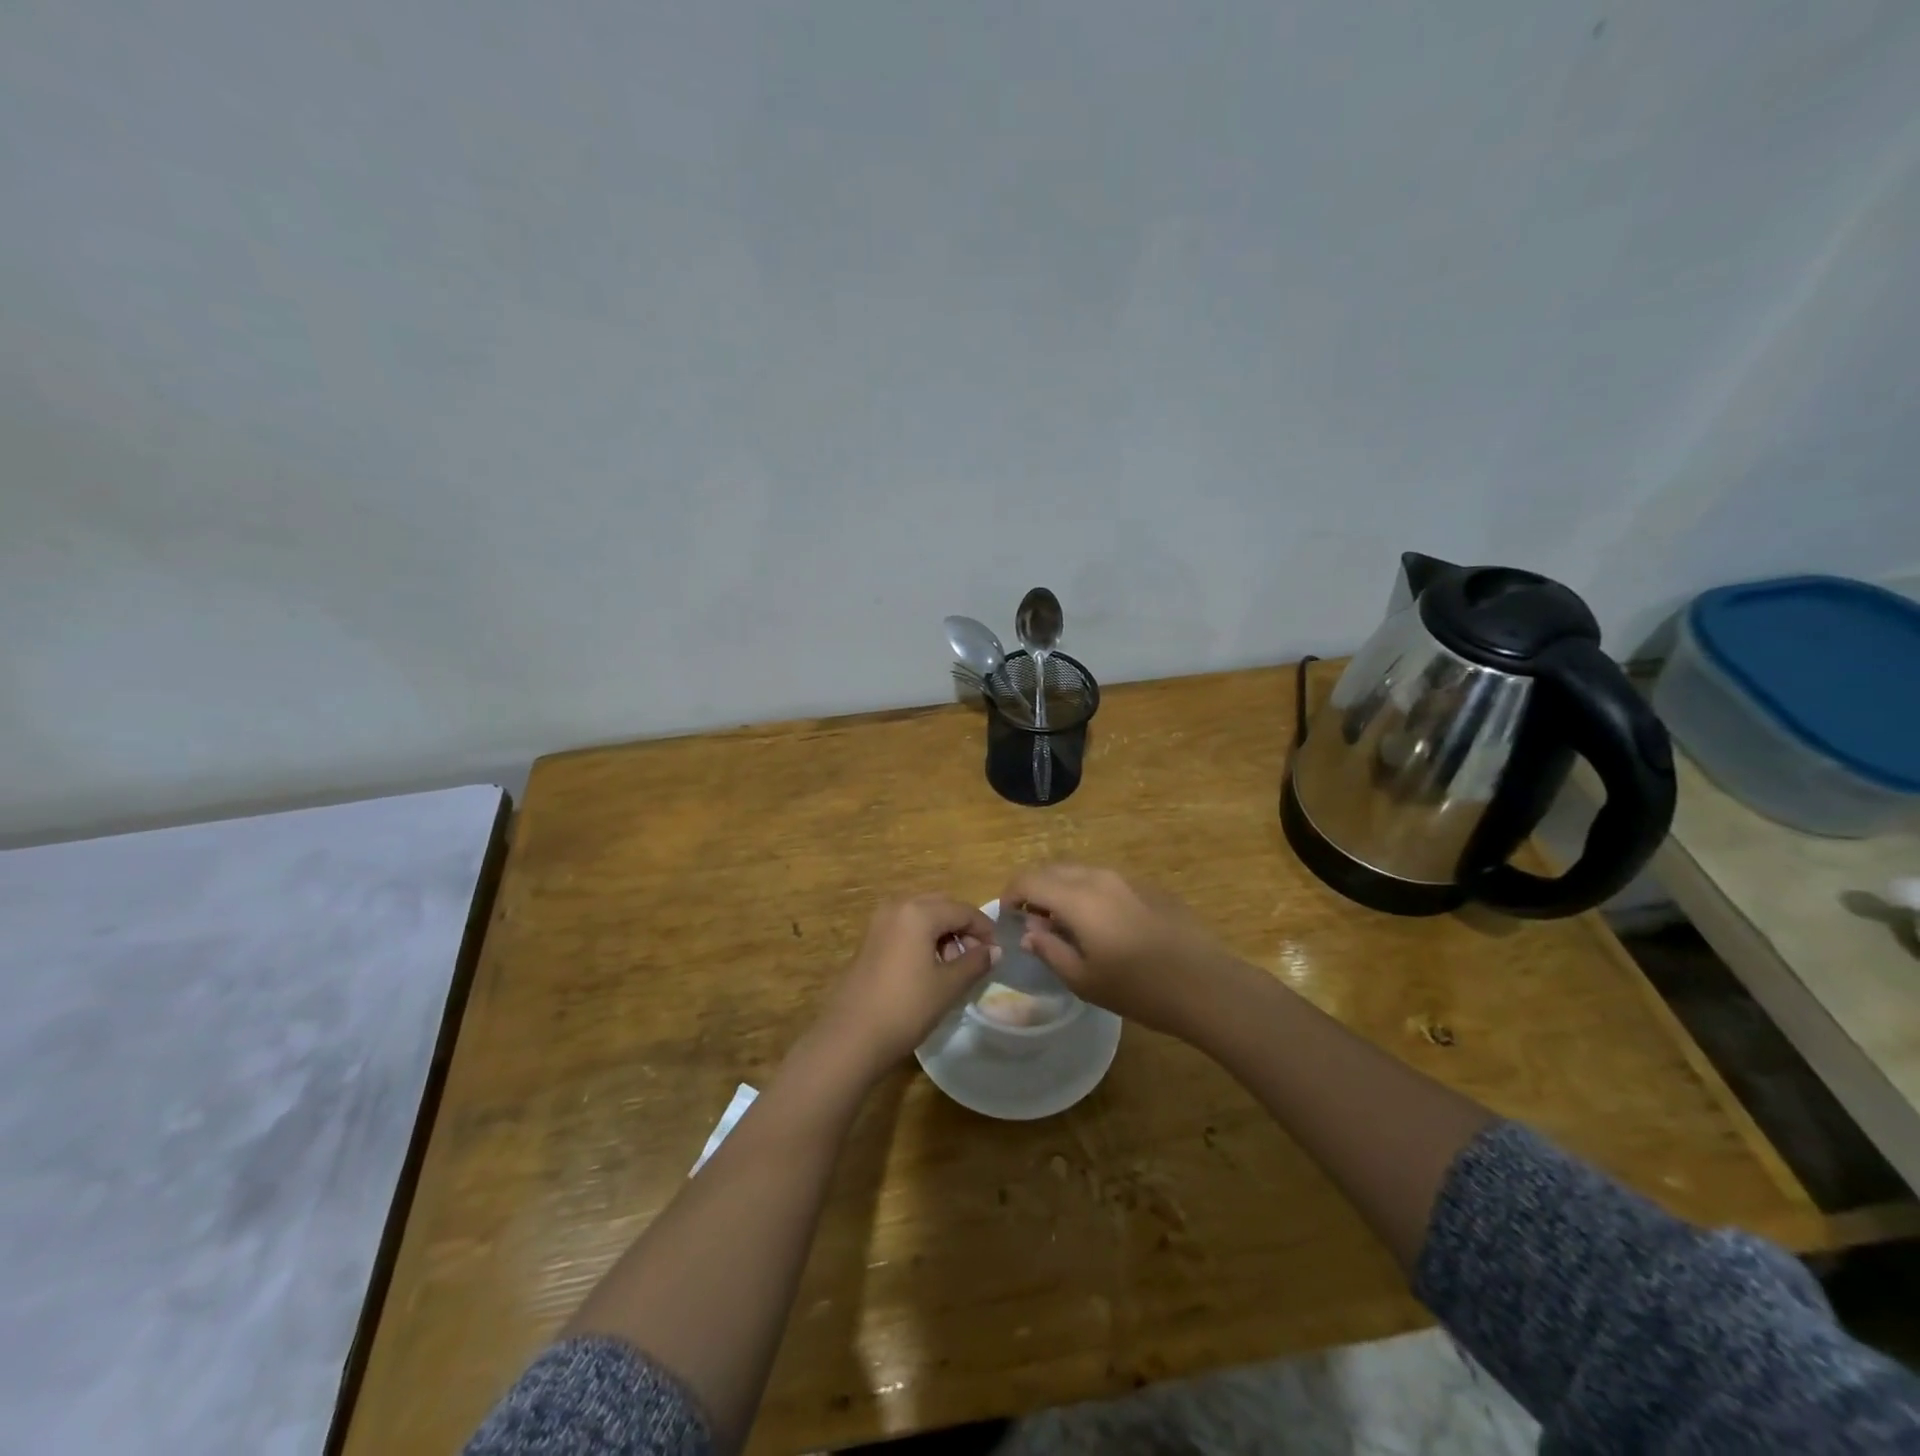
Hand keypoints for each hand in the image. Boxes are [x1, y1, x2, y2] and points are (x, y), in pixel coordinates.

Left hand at [817, 895, 998, 1079]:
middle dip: (962, 927)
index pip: (963, 910)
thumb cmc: (906, 1008)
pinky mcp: (870, 939)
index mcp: (918, 912)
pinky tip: (930, 967)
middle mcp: (897, 906)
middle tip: (976, 957)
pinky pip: (905, 926)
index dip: (984, 929)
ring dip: (943, 932)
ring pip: (922, 915)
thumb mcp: (948, 986)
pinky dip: (923, 938)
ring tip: (955, 965)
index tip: (997, 952)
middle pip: (941, 906)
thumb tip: (994, 950)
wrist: (851, 1036)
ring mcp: (879, 922)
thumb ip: (975, 962)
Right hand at [1001, 864, 1235, 1036]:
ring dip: (1061, 889)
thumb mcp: (1083, 979)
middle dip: (1034, 889)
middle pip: (1053, 869)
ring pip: (1080, 872)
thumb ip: (1049, 950)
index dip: (1011, 894)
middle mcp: (1099, 877)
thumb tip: (1030, 933)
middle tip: (1032, 921)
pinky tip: (1101, 926)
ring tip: (1064, 924)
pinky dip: (1088, 893)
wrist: (1206, 984)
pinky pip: (1105, 881)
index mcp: (1077, 897)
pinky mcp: (1148, 887)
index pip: (1029, 880)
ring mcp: (1126, 879)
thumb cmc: (1138, 988)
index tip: (1008, 917)